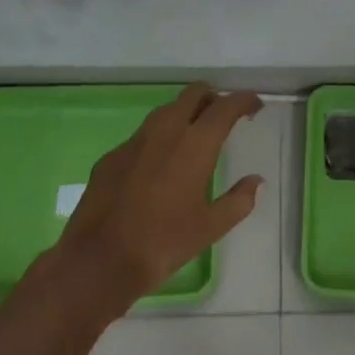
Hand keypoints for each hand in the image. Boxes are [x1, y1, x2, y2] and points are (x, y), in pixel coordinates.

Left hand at [50, 84, 264, 308]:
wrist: (98, 261)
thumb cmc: (163, 243)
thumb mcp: (210, 228)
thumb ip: (238, 201)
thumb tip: (256, 181)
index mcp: (196, 143)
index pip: (226, 106)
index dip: (243, 101)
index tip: (255, 106)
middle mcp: (166, 129)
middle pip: (194, 94)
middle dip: (213, 97)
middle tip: (223, 115)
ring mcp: (136, 140)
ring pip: (167, 110)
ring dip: (185, 113)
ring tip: (193, 135)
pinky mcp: (112, 155)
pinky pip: (143, 135)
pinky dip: (159, 138)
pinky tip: (158, 165)